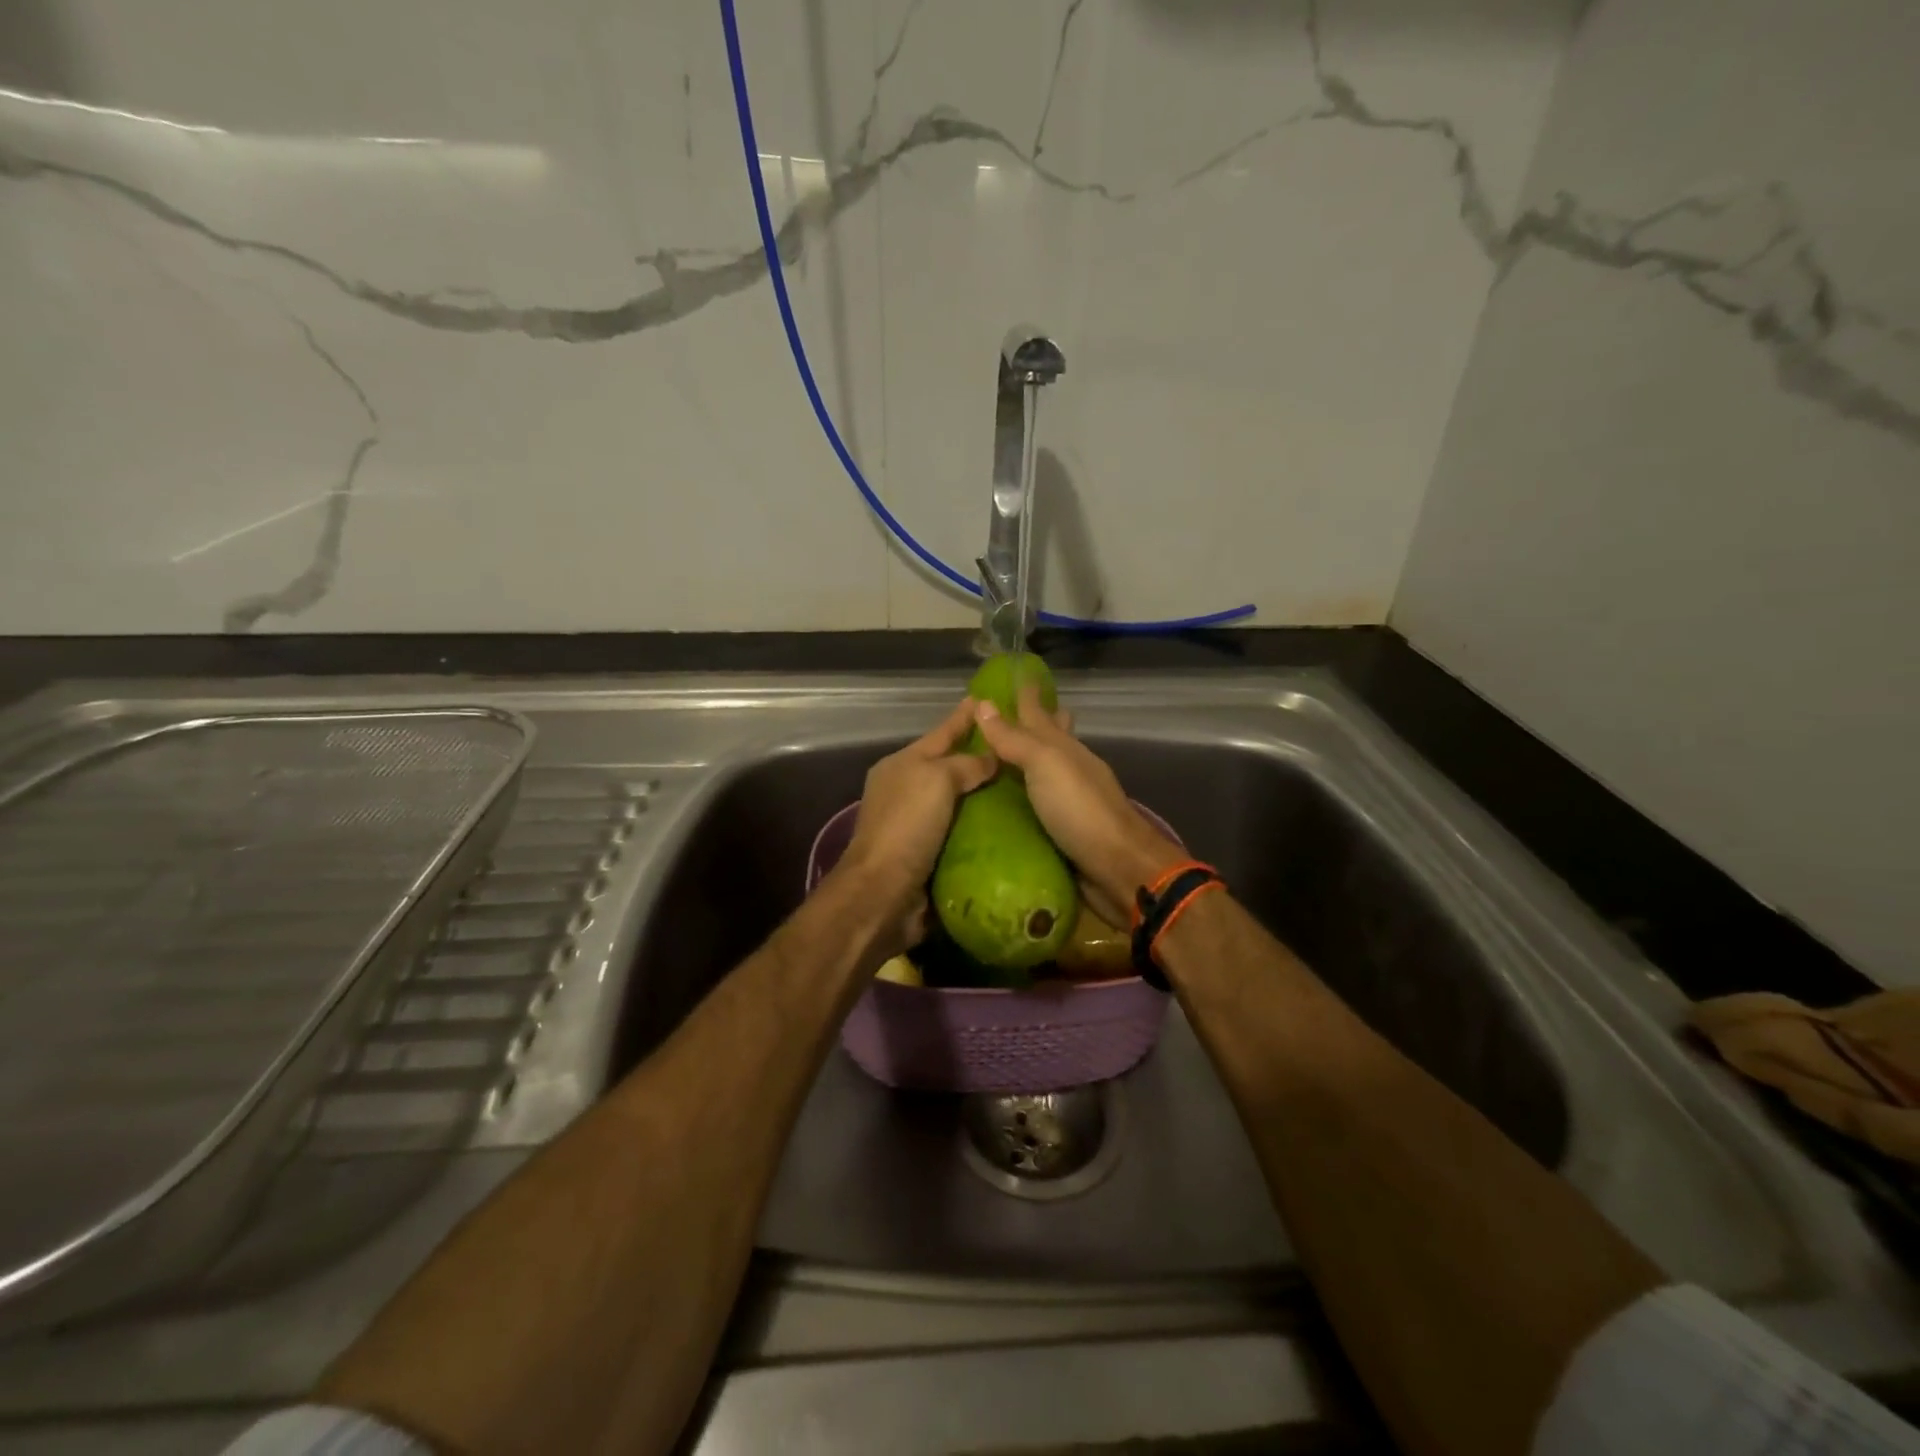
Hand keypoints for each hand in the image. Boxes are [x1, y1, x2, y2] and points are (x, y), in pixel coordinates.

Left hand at [835, 699, 998, 951]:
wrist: (884, 892)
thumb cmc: (907, 826)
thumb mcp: (936, 780)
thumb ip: (965, 764)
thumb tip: (991, 758)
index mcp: (902, 766)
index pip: (941, 733)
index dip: (963, 717)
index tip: (986, 699)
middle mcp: (907, 792)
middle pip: (950, 767)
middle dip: (980, 758)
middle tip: (1018, 748)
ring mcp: (917, 825)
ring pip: (959, 802)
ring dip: (986, 796)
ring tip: (1024, 786)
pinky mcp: (930, 856)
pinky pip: (963, 834)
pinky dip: (984, 829)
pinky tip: (1012, 825)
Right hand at [972, 685, 1185, 923]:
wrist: (1118, 868)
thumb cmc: (1080, 810)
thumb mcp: (1045, 765)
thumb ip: (1015, 739)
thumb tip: (983, 704)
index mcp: (1064, 748)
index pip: (1039, 712)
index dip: (1025, 693)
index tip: (1011, 674)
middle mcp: (1067, 769)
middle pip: (1049, 737)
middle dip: (1031, 722)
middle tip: (998, 716)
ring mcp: (1067, 800)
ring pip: (1042, 772)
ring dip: (1022, 762)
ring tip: (990, 759)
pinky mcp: (1062, 830)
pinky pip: (1036, 805)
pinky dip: (1021, 798)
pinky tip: (1003, 803)